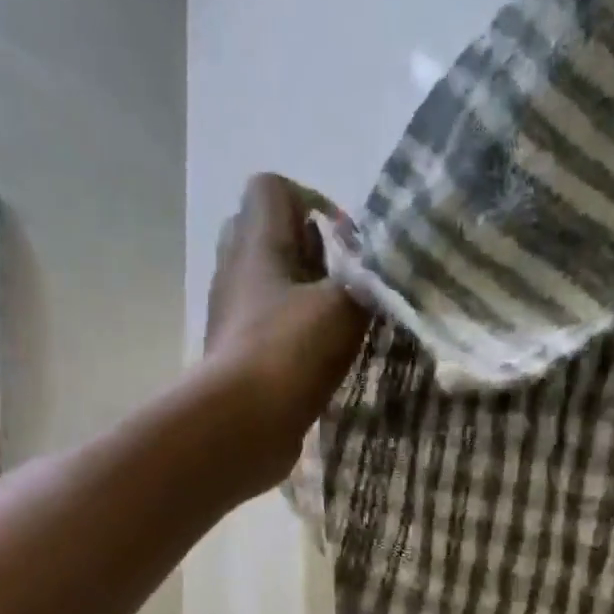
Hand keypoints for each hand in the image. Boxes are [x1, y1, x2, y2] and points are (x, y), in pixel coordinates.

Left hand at [201, 173, 368, 487]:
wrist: (242, 425)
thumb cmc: (290, 352)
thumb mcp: (344, 304)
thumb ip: (369, 277)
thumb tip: (380, 266)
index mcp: (255, 242)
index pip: (272, 188)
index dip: (314, 203)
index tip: (346, 245)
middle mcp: (237, 270)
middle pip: (271, 236)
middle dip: (314, 253)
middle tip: (345, 283)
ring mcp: (234, 316)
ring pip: (272, 286)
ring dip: (307, 298)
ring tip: (340, 324)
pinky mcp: (239, 355)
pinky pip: (270, 326)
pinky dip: (296, 333)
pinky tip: (324, 358)